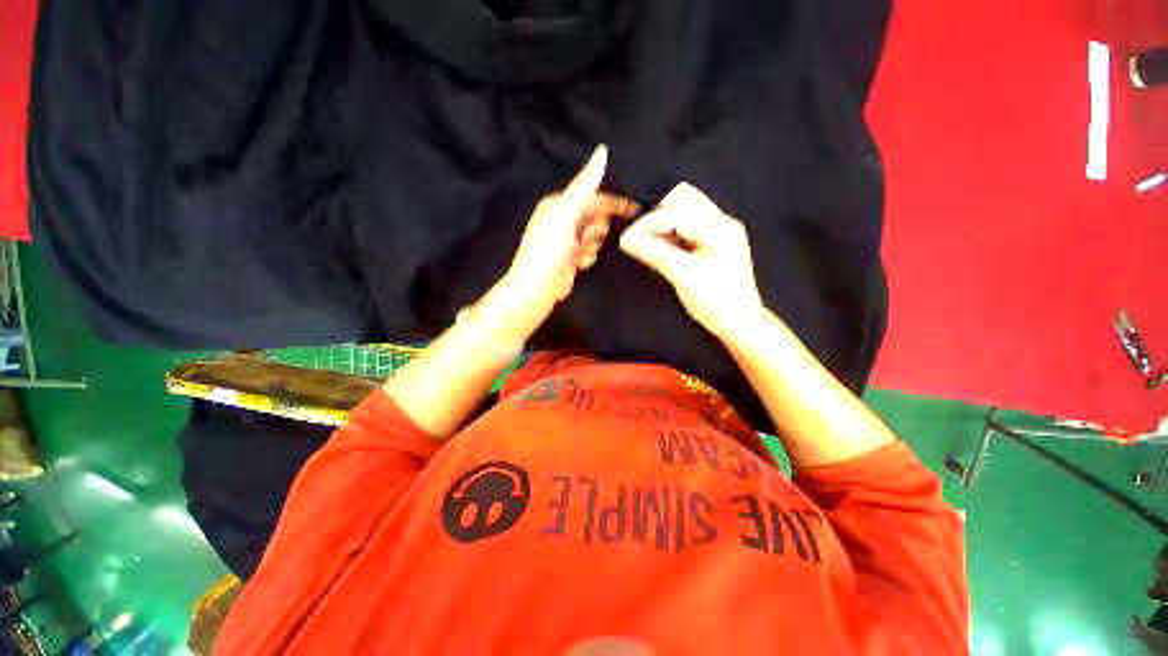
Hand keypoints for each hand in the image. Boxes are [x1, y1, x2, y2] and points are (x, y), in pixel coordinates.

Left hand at [504, 145, 637, 315]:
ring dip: (591, 246)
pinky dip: (586, 258)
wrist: (537, 288)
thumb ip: (585, 185)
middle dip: (595, 230)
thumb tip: (602, 151)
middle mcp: (564, 220)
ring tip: (576, 252)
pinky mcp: (573, 259)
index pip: (593, 197)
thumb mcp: (566, 212)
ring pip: (597, 238)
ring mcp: (568, 241)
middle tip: (584, 238)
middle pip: (598, 218)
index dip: (614, 203)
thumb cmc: (548, 249)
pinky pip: (591, 253)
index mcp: (559, 204)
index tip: (634, 210)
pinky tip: (576, 263)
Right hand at [619, 182, 765, 339]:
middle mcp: (722, 221)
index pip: (678, 211)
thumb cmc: (715, 302)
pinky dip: (672, 231)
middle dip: (659, 216)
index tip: (629, 239)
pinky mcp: (714, 238)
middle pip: (684, 198)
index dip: (650, 223)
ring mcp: (719, 228)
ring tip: (654, 246)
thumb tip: (627, 239)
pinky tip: (665, 248)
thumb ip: (655, 254)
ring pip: (685, 208)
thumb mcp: (684, 277)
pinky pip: (688, 223)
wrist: (738, 320)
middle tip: (644, 240)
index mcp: (720, 229)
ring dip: (664, 223)